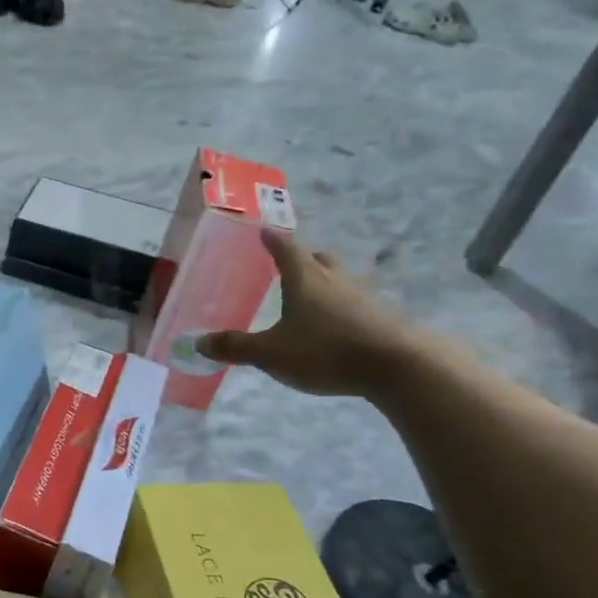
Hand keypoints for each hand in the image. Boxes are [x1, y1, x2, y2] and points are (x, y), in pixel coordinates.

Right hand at [197, 228, 420, 396]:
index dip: (273, 240)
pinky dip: (343, 310)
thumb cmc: (326, 351)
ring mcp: (364, 297)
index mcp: (305, 279)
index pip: (285, 249)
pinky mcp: (383, 318)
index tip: (264, 231)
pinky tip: (337, 329)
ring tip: (311, 300)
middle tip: (290, 266)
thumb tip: (199, 342)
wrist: (398, 366)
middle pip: (319, 260)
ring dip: (326, 285)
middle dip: (303, 260)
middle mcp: (335, 280)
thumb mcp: (272, 354)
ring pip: (341, 281)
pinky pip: (357, 305)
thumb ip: (237, 348)